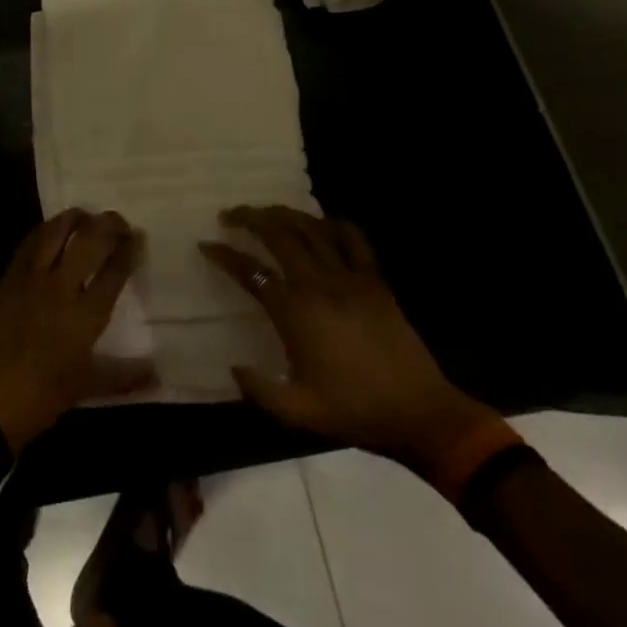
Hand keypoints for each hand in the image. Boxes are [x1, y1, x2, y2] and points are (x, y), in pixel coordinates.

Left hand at [0, 210, 154, 450]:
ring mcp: (31, 278)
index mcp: (85, 315)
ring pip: (56, 232)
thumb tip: (157, 374)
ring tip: (86, 215)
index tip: (136, 238)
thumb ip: (124, 376)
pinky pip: (28, 243)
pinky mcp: (8, 277)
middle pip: (89, 241)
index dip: (128, 250)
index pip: (114, 271)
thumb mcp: (87, 387)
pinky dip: (44, 231)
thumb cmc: (42, 396)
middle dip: (108, 225)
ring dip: (74, 218)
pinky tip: (51, 230)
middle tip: (118, 220)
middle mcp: (61, 287)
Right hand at [201, 206, 499, 477]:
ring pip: (312, 228)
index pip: (252, 272)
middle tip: (230, 215)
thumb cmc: (355, 412)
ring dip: (285, 214)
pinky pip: (354, 239)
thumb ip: (259, 390)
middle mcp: (319, 285)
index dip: (225, 255)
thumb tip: (234, 366)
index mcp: (296, 313)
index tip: (206, 245)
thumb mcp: (299, 412)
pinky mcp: (375, 281)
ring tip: (266, 211)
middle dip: (250, 218)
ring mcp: (350, 278)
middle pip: (280, 235)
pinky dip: (334, 224)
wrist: (419, 414)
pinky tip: (321, 222)